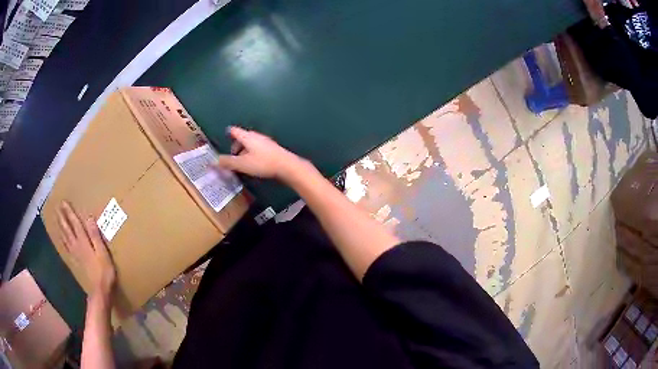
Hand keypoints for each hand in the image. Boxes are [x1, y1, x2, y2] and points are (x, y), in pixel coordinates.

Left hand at [57, 201, 115, 299]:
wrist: (100, 290)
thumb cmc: (104, 271)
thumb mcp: (103, 253)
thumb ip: (95, 236)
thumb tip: (89, 218)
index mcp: (84, 242)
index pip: (75, 224)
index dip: (69, 213)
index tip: (64, 202)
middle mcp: (77, 246)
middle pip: (68, 229)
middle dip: (62, 218)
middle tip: (57, 207)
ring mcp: (75, 254)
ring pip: (65, 237)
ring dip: (60, 227)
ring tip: (56, 219)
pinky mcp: (76, 261)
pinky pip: (67, 247)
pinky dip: (62, 240)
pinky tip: (61, 238)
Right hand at [216, 127, 306, 180]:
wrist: (287, 166)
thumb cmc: (263, 163)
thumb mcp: (242, 164)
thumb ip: (227, 162)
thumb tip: (213, 161)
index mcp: (247, 137)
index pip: (234, 131)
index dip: (228, 133)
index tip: (224, 136)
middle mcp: (256, 136)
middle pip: (242, 138)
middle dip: (236, 146)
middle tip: (232, 157)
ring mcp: (266, 142)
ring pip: (251, 144)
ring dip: (244, 152)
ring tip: (242, 163)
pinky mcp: (272, 149)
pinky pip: (258, 149)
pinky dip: (253, 155)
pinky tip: (254, 165)